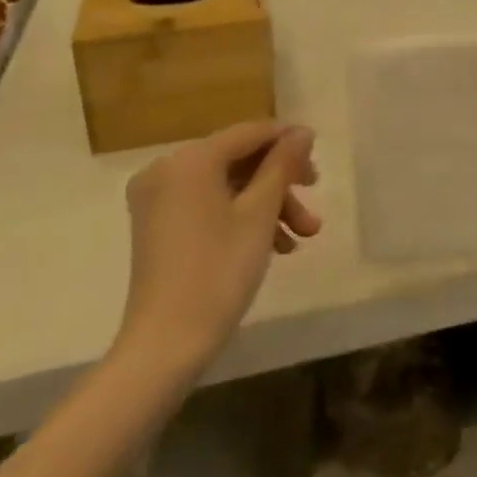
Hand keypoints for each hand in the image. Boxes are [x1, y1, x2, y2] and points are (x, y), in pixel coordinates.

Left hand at [113, 121, 320, 379]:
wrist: (166, 343)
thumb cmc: (219, 271)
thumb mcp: (260, 213)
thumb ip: (282, 165)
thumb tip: (301, 132)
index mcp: (190, 159)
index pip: (249, 133)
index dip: (287, 140)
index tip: (319, 156)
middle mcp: (167, 168)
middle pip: (238, 159)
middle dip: (280, 181)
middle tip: (314, 197)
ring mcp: (158, 198)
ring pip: (227, 185)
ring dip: (267, 204)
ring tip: (301, 237)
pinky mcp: (157, 225)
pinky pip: (208, 204)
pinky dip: (240, 217)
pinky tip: (274, 245)